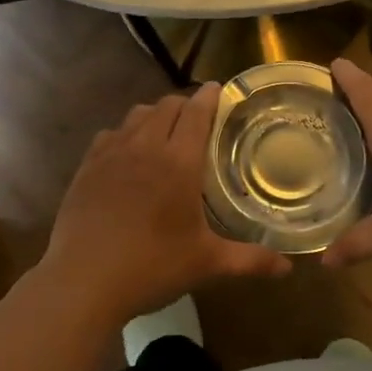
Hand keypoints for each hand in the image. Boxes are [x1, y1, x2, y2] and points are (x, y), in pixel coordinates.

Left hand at [38, 85, 290, 327]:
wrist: (83, 281)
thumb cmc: (152, 267)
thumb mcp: (206, 264)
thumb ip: (249, 260)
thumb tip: (288, 267)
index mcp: (178, 162)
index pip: (197, 112)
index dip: (209, 96)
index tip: (219, 89)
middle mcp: (145, 146)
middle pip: (167, 106)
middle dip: (185, 104)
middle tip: (198, 118)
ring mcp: (111, 154)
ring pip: (137, 115)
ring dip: (155, 114)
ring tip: (164, 131)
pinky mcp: (86, 167)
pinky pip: (109, 134)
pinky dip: (125, 133)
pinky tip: (127, 153)